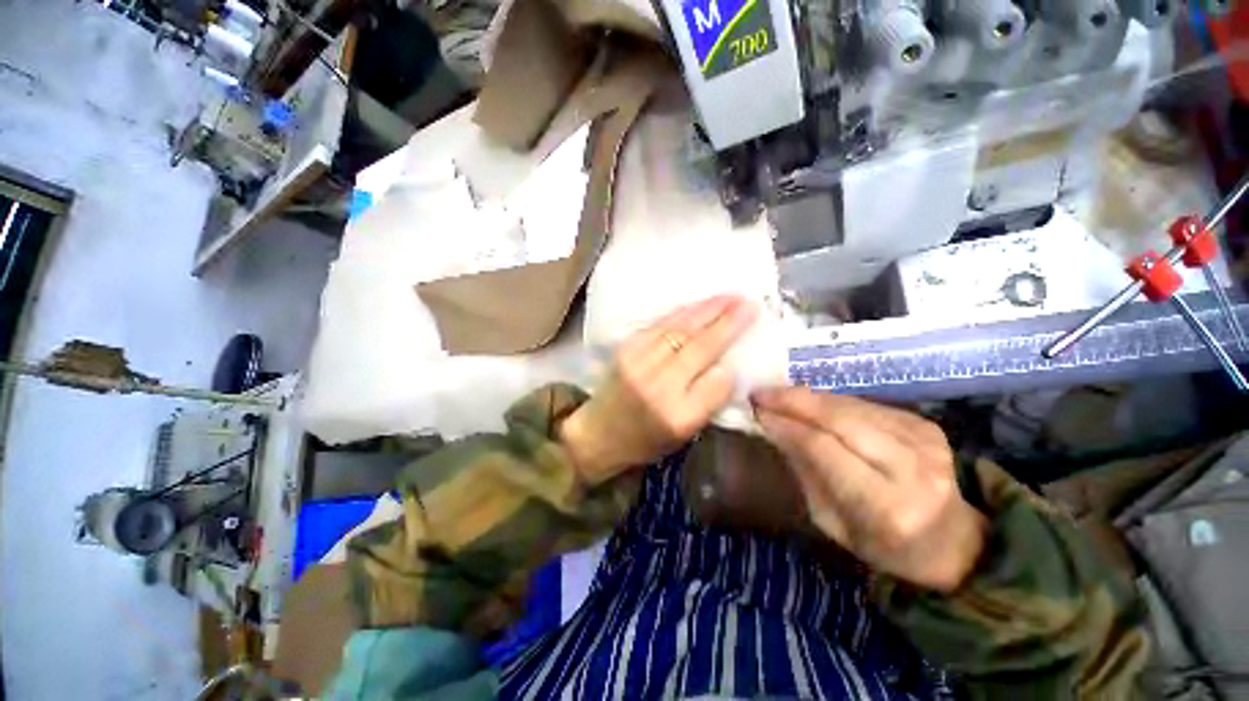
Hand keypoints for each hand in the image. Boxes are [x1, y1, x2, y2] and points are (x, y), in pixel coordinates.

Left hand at [559, 296, 757, 482]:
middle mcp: (658, 388)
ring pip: (679, 330)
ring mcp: (638, 364)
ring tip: (730, 297)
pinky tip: (699, 305)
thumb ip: (707, 402)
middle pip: (698, 348)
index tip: (743, 349)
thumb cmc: (646, 440)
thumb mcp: (684, 434)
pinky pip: (659, 325)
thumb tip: (725, 367)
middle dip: (727, 323)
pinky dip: (683, 313)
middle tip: (749, 303)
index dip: (731, 367)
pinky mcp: (626, 349)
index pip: (715, 385)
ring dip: (707, 310)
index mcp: (677, 418)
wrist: (599, 432)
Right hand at [752, 388, 984, 591]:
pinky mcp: (926, 426)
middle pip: (839, 418)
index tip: (756, 412)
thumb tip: (773, 427)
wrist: (952, 543)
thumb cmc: (883, 545)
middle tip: (760, 394)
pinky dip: (831, 402)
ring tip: (778, 395)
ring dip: (809, 398)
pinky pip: (866, 405)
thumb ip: (804, 470)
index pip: (824, 448)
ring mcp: (925, 442)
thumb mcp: (832, 521)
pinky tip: (810, 403)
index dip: (786, 424)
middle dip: (793, 401)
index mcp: (888, 506)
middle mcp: (912, 468)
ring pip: (851, 406)